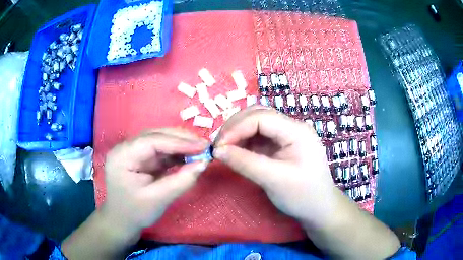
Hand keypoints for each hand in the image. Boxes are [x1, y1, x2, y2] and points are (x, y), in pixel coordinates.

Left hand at [103, 128, 209, 237]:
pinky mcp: (141, 158)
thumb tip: (203, 163)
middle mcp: (126, 148)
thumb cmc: (135, 213)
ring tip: (201, 149)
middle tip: (205, 146)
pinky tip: (189, 156)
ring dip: (181, 144)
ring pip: (160, 140)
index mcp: (122, 156)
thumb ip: (180, 181)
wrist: (122, 221)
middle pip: (156, 136)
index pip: (152, 141)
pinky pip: (161, 150)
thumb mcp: (158, 200)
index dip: (179, 142)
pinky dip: (177, 152)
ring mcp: (133, 152)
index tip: (203, 146)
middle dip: (181, 139)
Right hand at [213, 108, 399, 258]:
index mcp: (297, 131)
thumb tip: (217, 151)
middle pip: (258, 114)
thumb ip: (245, 162)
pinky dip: (244, 141)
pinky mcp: (281, 145)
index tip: (218, 147)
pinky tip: (235, 151)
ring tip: (224, 148)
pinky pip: (259, 136)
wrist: (319, 209)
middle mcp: (292, 127)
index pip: (261, 118)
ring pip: (256, 123)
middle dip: (235, 126)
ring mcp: (287, 135)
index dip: (236, 128)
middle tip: (219, 145)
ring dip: (238, 132)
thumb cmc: (302, 196)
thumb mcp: (274, 180)